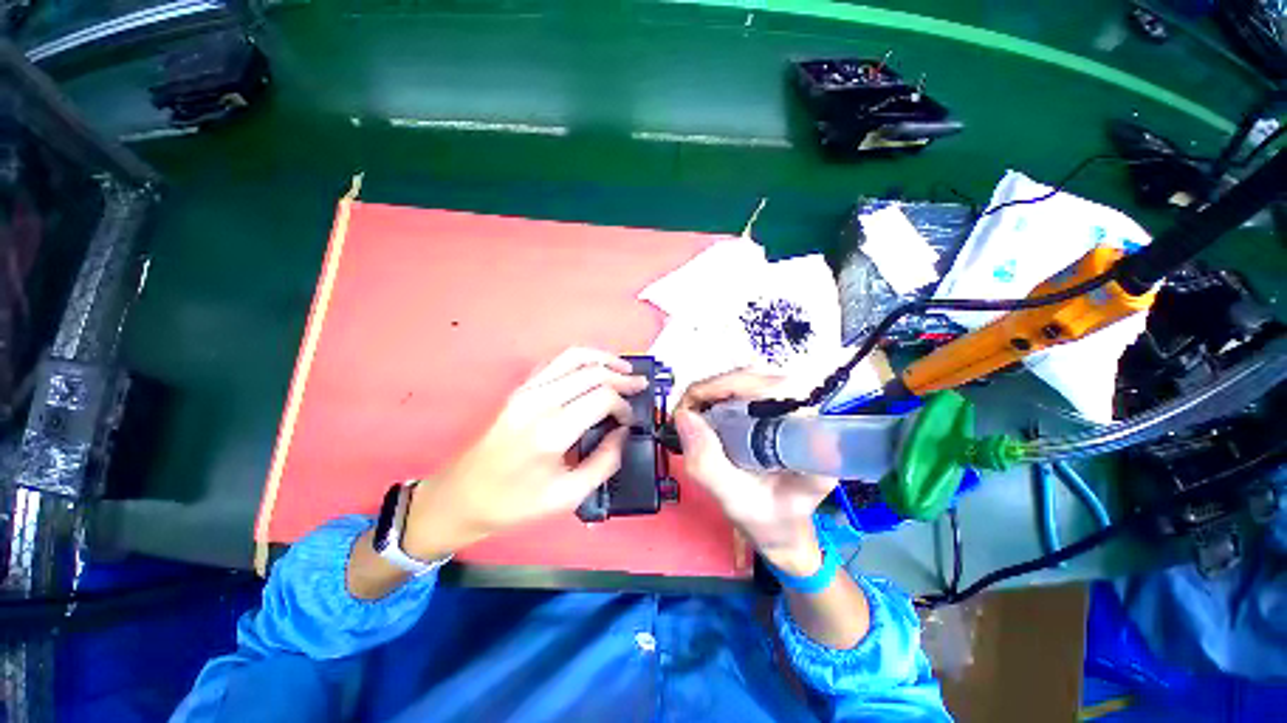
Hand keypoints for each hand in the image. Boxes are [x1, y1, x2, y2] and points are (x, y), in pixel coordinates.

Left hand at [402, 348, 646, 559]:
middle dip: (622, 377)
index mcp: (551, 431)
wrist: (463, 495)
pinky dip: (582, 360)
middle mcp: (539, 401)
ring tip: (624, 369)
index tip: (631, 420)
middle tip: (640, 385)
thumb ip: (605, 462)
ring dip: (604, 359)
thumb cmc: (515, 503)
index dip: (624, 405)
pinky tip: (595, 371)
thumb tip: (624, 433)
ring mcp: (527, 390)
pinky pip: (557, 362)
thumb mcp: (568, 496)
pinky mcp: (521, 388)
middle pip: (592, 372)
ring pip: (574, 357)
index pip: (602, 398)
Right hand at [673, 372, 836, 575]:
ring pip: (751, 376)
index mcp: (808, 440)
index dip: (738, 387)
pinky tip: (703, 410)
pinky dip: (717, 393)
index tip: (699, 404)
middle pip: (762, 376)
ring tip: (692, 410)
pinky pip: (745, 385)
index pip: (782, 390)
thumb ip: (708, 464)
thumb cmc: (767, 520)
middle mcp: (805, 416)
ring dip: (715, 388)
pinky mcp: (776, 407)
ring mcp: (791, 408)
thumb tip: (683, 416)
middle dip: (718, 387)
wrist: (782, 528)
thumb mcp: (734, 500)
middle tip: (687, 409)